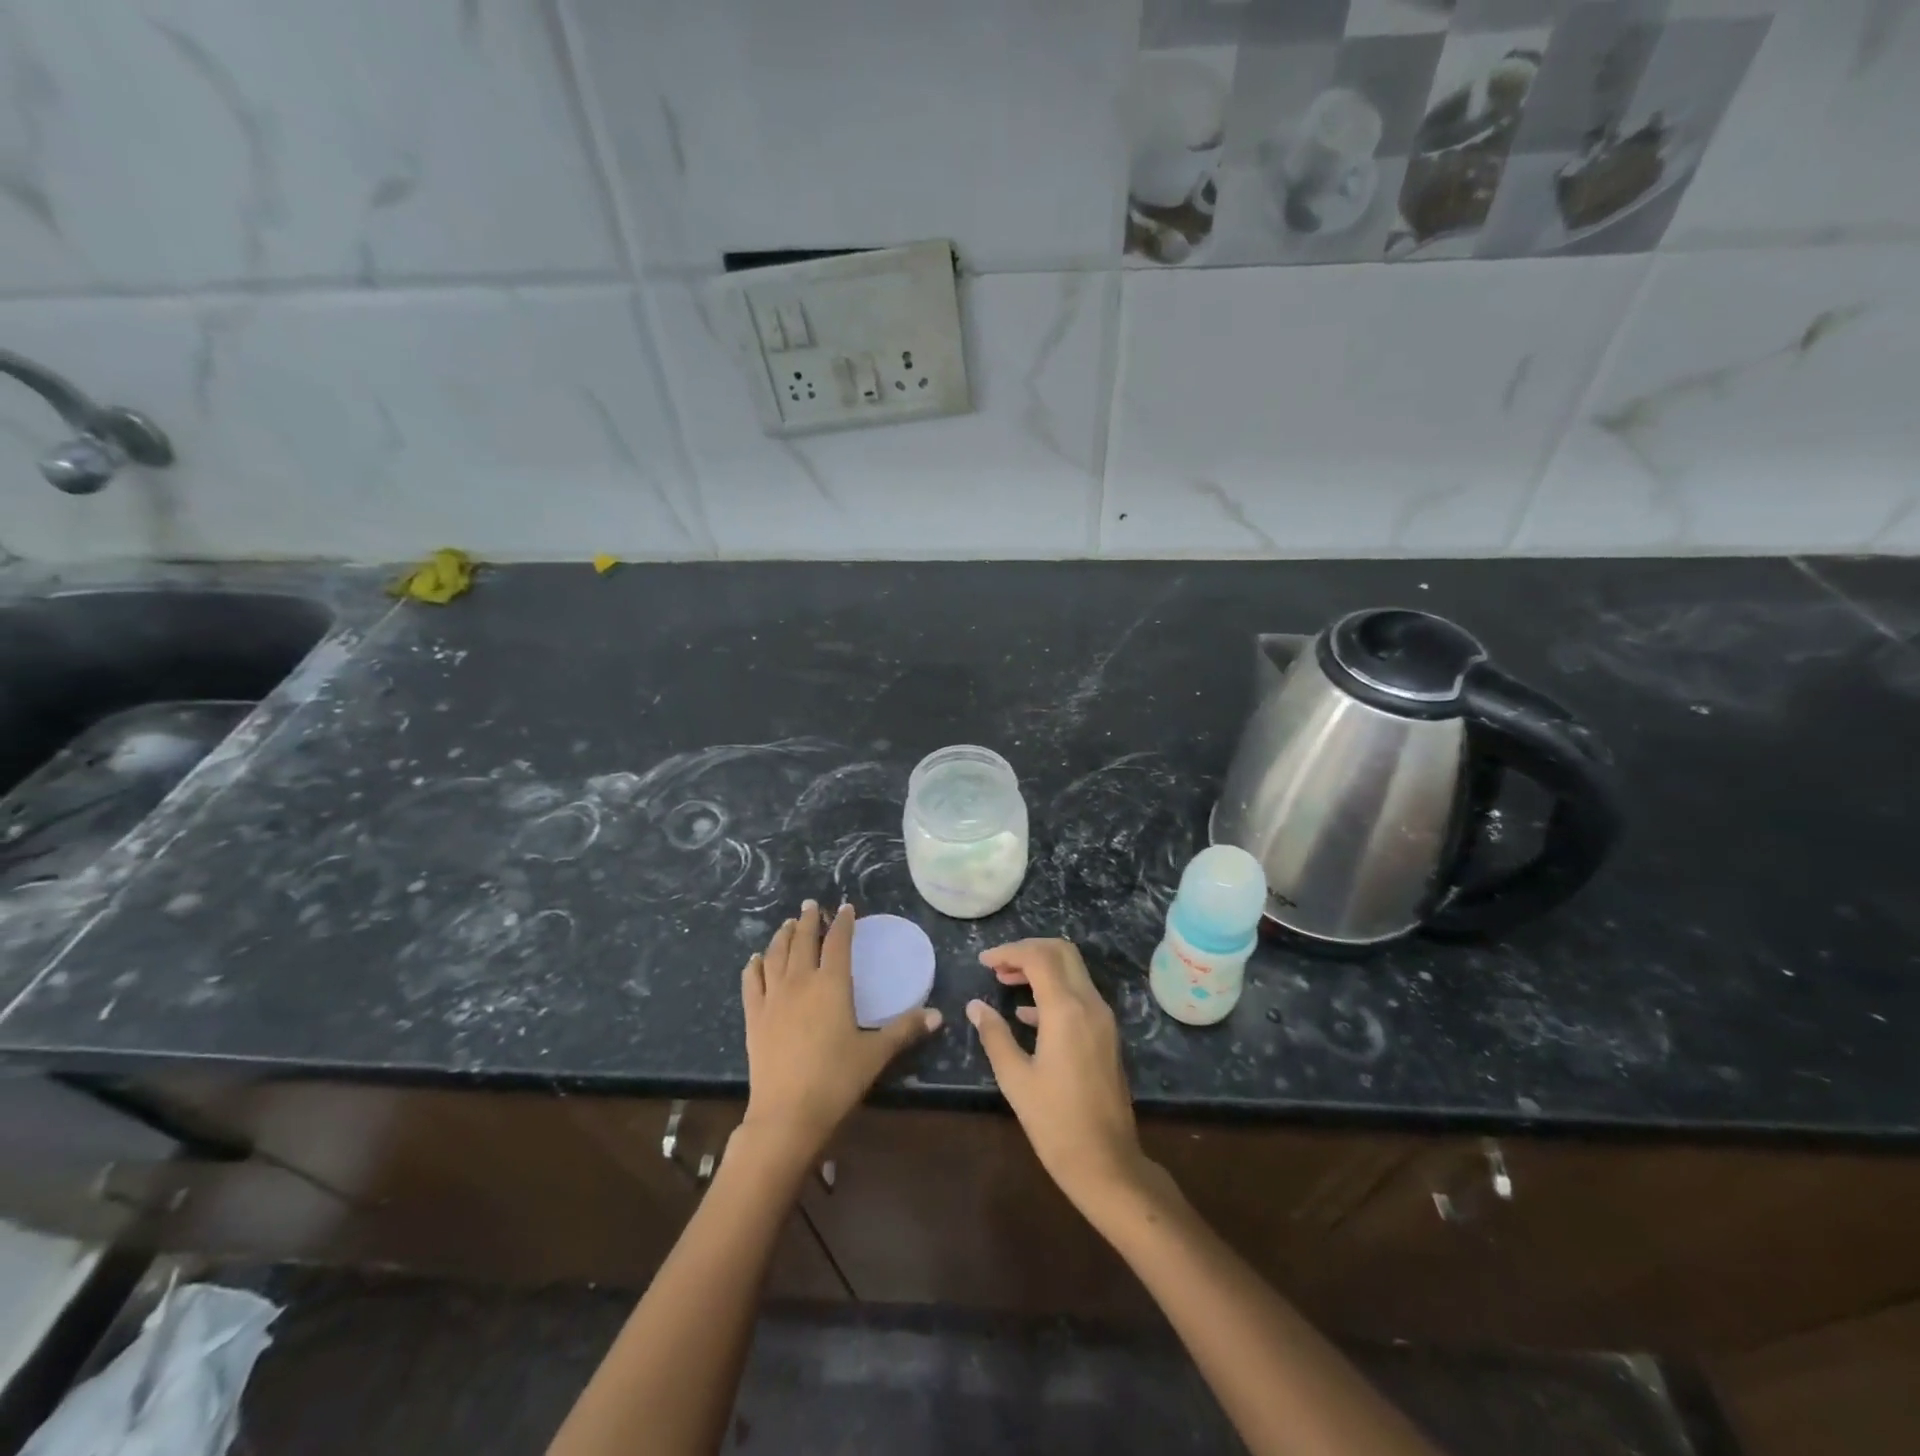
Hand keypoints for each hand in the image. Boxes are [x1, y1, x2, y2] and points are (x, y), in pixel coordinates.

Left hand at [741, 901, 939, 1165]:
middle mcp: (800, 982)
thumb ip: (905, 1030)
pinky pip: (752, 982)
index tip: (846, 908)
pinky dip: (755, 966)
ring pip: (776, 955)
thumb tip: (937, 1015)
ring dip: (783, 935)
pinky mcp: (754, 1017)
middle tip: (811, 905)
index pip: (838, 942)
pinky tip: (755, 959)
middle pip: (803, 941)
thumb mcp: (876, 1054)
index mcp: (832, 984)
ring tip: (788, 924)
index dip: (843, 922)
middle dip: (809, 920)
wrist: (787, 1114)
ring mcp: (773, 998)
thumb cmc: (836, 1080)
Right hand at [967, 938, 1151, 1212]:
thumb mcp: (1015, 1079)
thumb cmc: (1055, 1123)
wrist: (1107, 1163)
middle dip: (1027, 950)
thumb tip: (975, 1006)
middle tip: (997, 965)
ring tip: (1005, 982)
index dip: (1009, 952)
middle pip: (1061, 953)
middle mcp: (1090, 1004)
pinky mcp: (1106, 1034)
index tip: (983, 961)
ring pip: (1073, 971)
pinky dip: (1053, 990)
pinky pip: (1079, 994)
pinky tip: (1027, 1014)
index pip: (1039, 957)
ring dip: (1040, 968)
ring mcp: (1103, 1019)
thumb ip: (995, 1035)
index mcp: (1066, 1010)